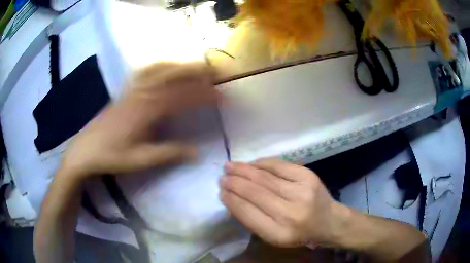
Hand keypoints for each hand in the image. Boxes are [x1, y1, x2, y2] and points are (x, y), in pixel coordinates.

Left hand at [62, 62, 216, 176]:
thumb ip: (169, 154)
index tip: (221, 96)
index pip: (181, 96)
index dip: (203, 94)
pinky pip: (144, 72)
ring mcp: (131, 90)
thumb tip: (197, 153)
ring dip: (179, 65)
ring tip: (194, 67)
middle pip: (171, 74)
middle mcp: (140, 94)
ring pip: (158, 69)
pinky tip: (164, 69)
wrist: (85, 150)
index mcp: (146, 110)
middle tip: (214, 72)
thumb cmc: (111, 156)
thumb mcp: (141, 160)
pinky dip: (159, 66)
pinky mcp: (125, 92)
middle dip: (195, 70)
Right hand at [220, 159, 350, 246]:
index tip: (220, 192)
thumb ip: (252, 220)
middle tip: (222, 176)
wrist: (329, 221)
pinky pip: (279, 165)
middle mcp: (291, 213)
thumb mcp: (274, 237)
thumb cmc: (299, 233)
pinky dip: (261, 163)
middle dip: (234, 182)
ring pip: (264, 177)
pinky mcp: (308, 176)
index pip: (247, 213)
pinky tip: (250, 164)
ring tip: (230, 166)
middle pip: (255, 192)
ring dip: (243, 170)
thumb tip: (231, 199)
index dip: (231, 200)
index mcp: (279, 233)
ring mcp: (301, 191)